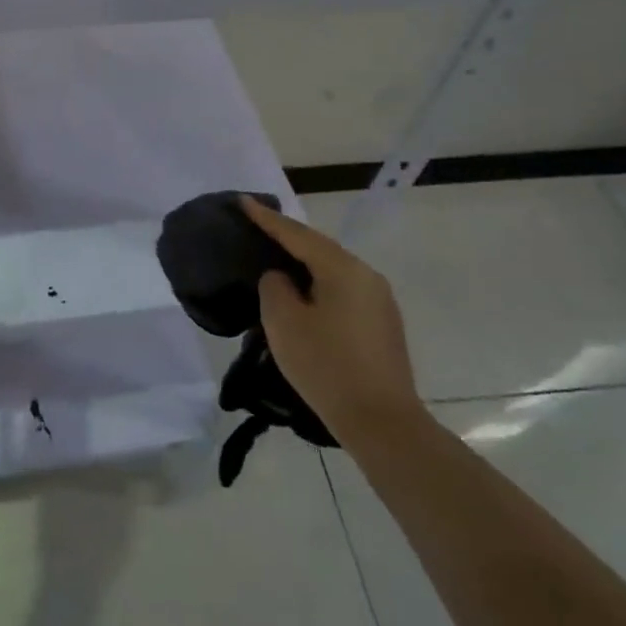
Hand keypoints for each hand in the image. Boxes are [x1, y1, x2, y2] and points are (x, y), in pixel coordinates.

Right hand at [241, 197, 425, 447]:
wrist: (383, 424)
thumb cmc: (327, 367)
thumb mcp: (284, 322)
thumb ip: (274, 286)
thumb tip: (282, 278)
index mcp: (342, 268)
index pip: (296, 233)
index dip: (266, 218)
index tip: (242, 201)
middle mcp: (366, 275)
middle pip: (318, 247)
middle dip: (286, 237)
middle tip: (255, 227)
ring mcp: (379, 299)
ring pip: (332, 269)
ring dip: (303, 262)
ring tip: (274, 258)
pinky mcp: (382, 323)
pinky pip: (342, 289)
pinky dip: (318, 284)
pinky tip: (302, 294)